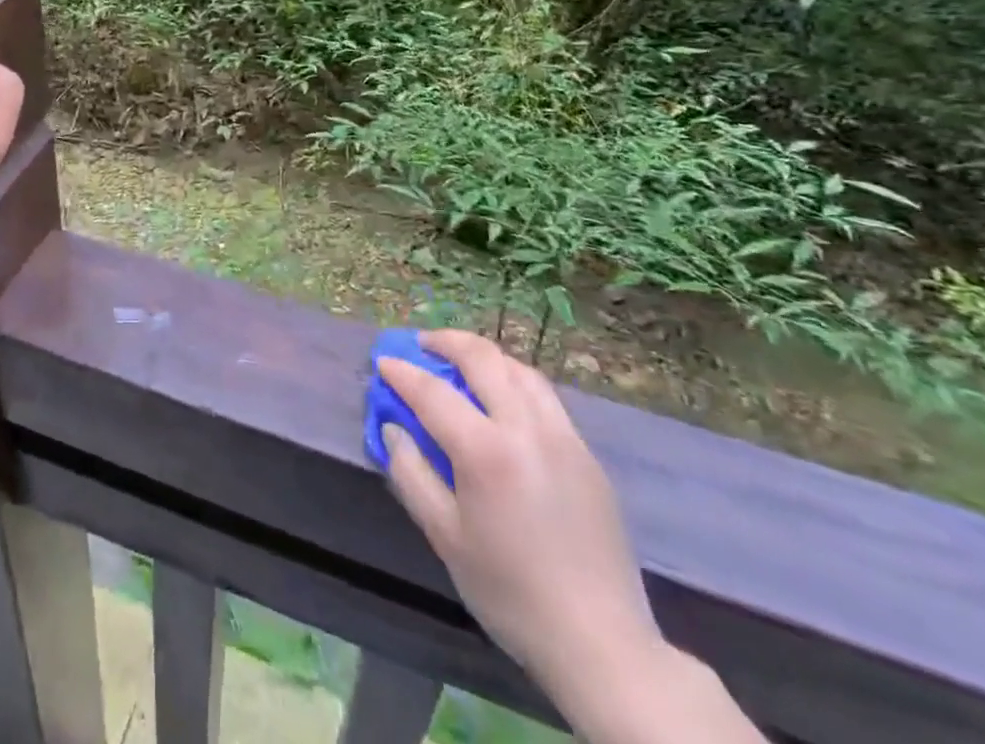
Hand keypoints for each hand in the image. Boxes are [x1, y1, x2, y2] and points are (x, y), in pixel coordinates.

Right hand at [380, 331, 660, 693]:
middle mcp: (526, 428)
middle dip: (446, 342)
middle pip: (483, 359)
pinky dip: (515, 380)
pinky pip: (545, 396)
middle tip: (422, 344)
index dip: (402, 373)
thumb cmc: (511, 592)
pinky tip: (503, 399)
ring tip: (461, 362)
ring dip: (485, 356)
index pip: (433, 392)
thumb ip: (412, 474)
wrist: (601, 643)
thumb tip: (393, 429)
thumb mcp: (445, 538)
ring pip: (519, 369)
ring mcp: (563, 436)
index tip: (383, 362)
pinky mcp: (587, 453)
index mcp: (486, 451)